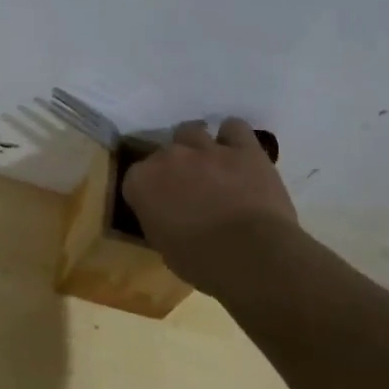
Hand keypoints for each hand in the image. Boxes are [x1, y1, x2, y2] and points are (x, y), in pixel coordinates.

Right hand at [121, 117, 300, 300]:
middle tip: (188, 189)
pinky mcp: (244, 148)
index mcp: (142, 182)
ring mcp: (207, 148)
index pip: (136, 177)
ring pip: (193, 131)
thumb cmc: (201, 261)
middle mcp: (169, 156)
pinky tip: (236, 151)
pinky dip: (233, 136)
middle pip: (164, 152)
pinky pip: (234, 127)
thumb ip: (157, 219)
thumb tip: (165, 215)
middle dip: (174, 168)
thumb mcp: (163, 246)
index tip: (159, 205)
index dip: (148, 191)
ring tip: (210, 165)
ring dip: (198, 146)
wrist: (252, 255)